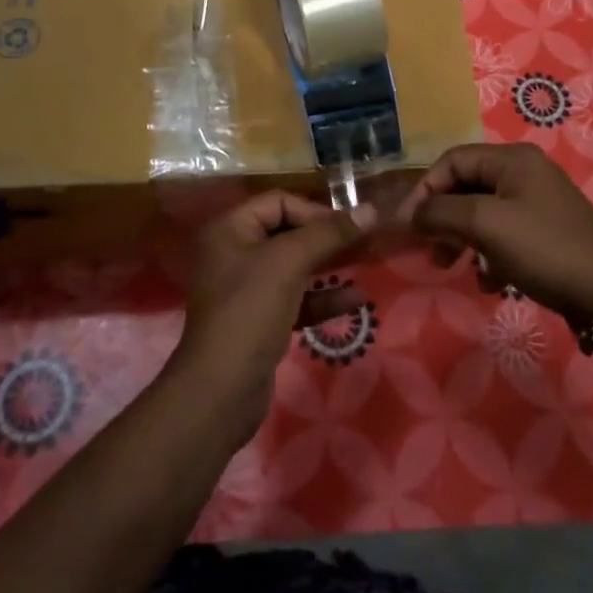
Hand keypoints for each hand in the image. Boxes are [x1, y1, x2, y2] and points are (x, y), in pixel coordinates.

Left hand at [170, 191, 376, 444]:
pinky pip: (296, 299)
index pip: (279, 202)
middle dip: (325, 237)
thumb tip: (371, 209)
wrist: (220, 390)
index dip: (313, 210)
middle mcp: (235, 253)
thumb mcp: (289, 262)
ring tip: (364, 265)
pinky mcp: (260, 321)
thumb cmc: (250, 311)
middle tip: (363, 242)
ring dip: (328, 266)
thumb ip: (329, 234)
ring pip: (294, 267)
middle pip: (287, 232)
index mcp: (230, 229)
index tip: (346, 227)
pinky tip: (356, 300)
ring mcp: (247, 290)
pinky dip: (323, 298)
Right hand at [395, 143, 592, 323]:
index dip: (425, 189)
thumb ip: (442, 212)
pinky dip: (489, 254)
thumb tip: (413, 213)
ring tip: (453, 267)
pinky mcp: (545, 233)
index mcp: (512, 160)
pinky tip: (490, 281)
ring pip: (482, 214)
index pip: (453, 161)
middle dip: (444, 217)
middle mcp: (525, 173)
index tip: (408, 224)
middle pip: (467, 186)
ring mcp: (537, 204)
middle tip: (431, 249)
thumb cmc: (543, 248)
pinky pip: (503, 235)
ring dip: (462, 239)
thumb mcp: (486, 224)